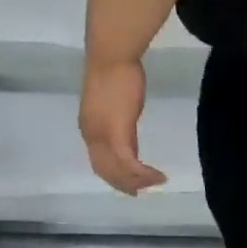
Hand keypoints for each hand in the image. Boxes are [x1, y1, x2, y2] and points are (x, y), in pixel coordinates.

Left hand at [80, 56, 167, 194]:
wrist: (111, 58)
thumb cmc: (114, 73)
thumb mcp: (116, 106)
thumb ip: (120, 126)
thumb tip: (128, 143)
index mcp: (88, 128)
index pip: (99, 162)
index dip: (114, 177)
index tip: (132, 184)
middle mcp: (91, 136)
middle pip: (106, 171)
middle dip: (126, 184)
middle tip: (144, 189)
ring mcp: (102, 136)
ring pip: (118, 171)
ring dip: (138, 181)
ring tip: (158, 181)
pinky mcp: (117, 134)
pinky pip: (130, 164)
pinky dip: (144, 174)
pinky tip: (158, 175)